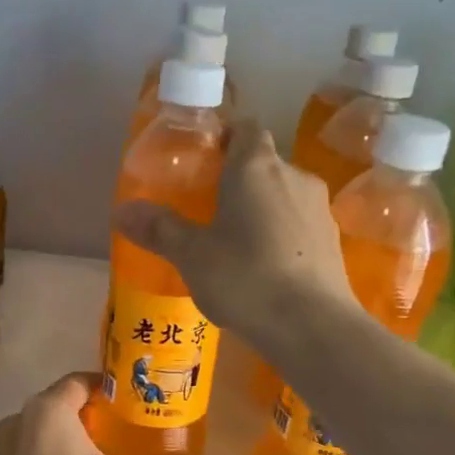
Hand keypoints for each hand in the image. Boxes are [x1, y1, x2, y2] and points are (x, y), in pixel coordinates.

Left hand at [0, 373, 202, 454]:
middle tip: (117, 432)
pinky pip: (25, 453)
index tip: (127, 403)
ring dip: (64, 438)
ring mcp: (2, 444)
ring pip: (40, 429)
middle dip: (88, 415)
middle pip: (60, 404)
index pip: (80, 381)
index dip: (105, 388)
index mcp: (49, 408)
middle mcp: (20, 416)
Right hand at [113, 119, 350, 341]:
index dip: (224, 137)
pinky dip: (282, 236)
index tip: (203, 161)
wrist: (313, 326)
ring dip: (261, 210)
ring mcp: (319, 208)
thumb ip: (159, 228)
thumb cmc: (245, 278)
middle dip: (238, 180)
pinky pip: (299, 226)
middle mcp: (293, 175)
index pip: (245, 128)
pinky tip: (265, 269)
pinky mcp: (333, 241)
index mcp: (255, 166)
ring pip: (283, 196)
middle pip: (264, 163)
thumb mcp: (191, 255)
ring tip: (236, 245)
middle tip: (209, 210)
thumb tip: (121, 211)